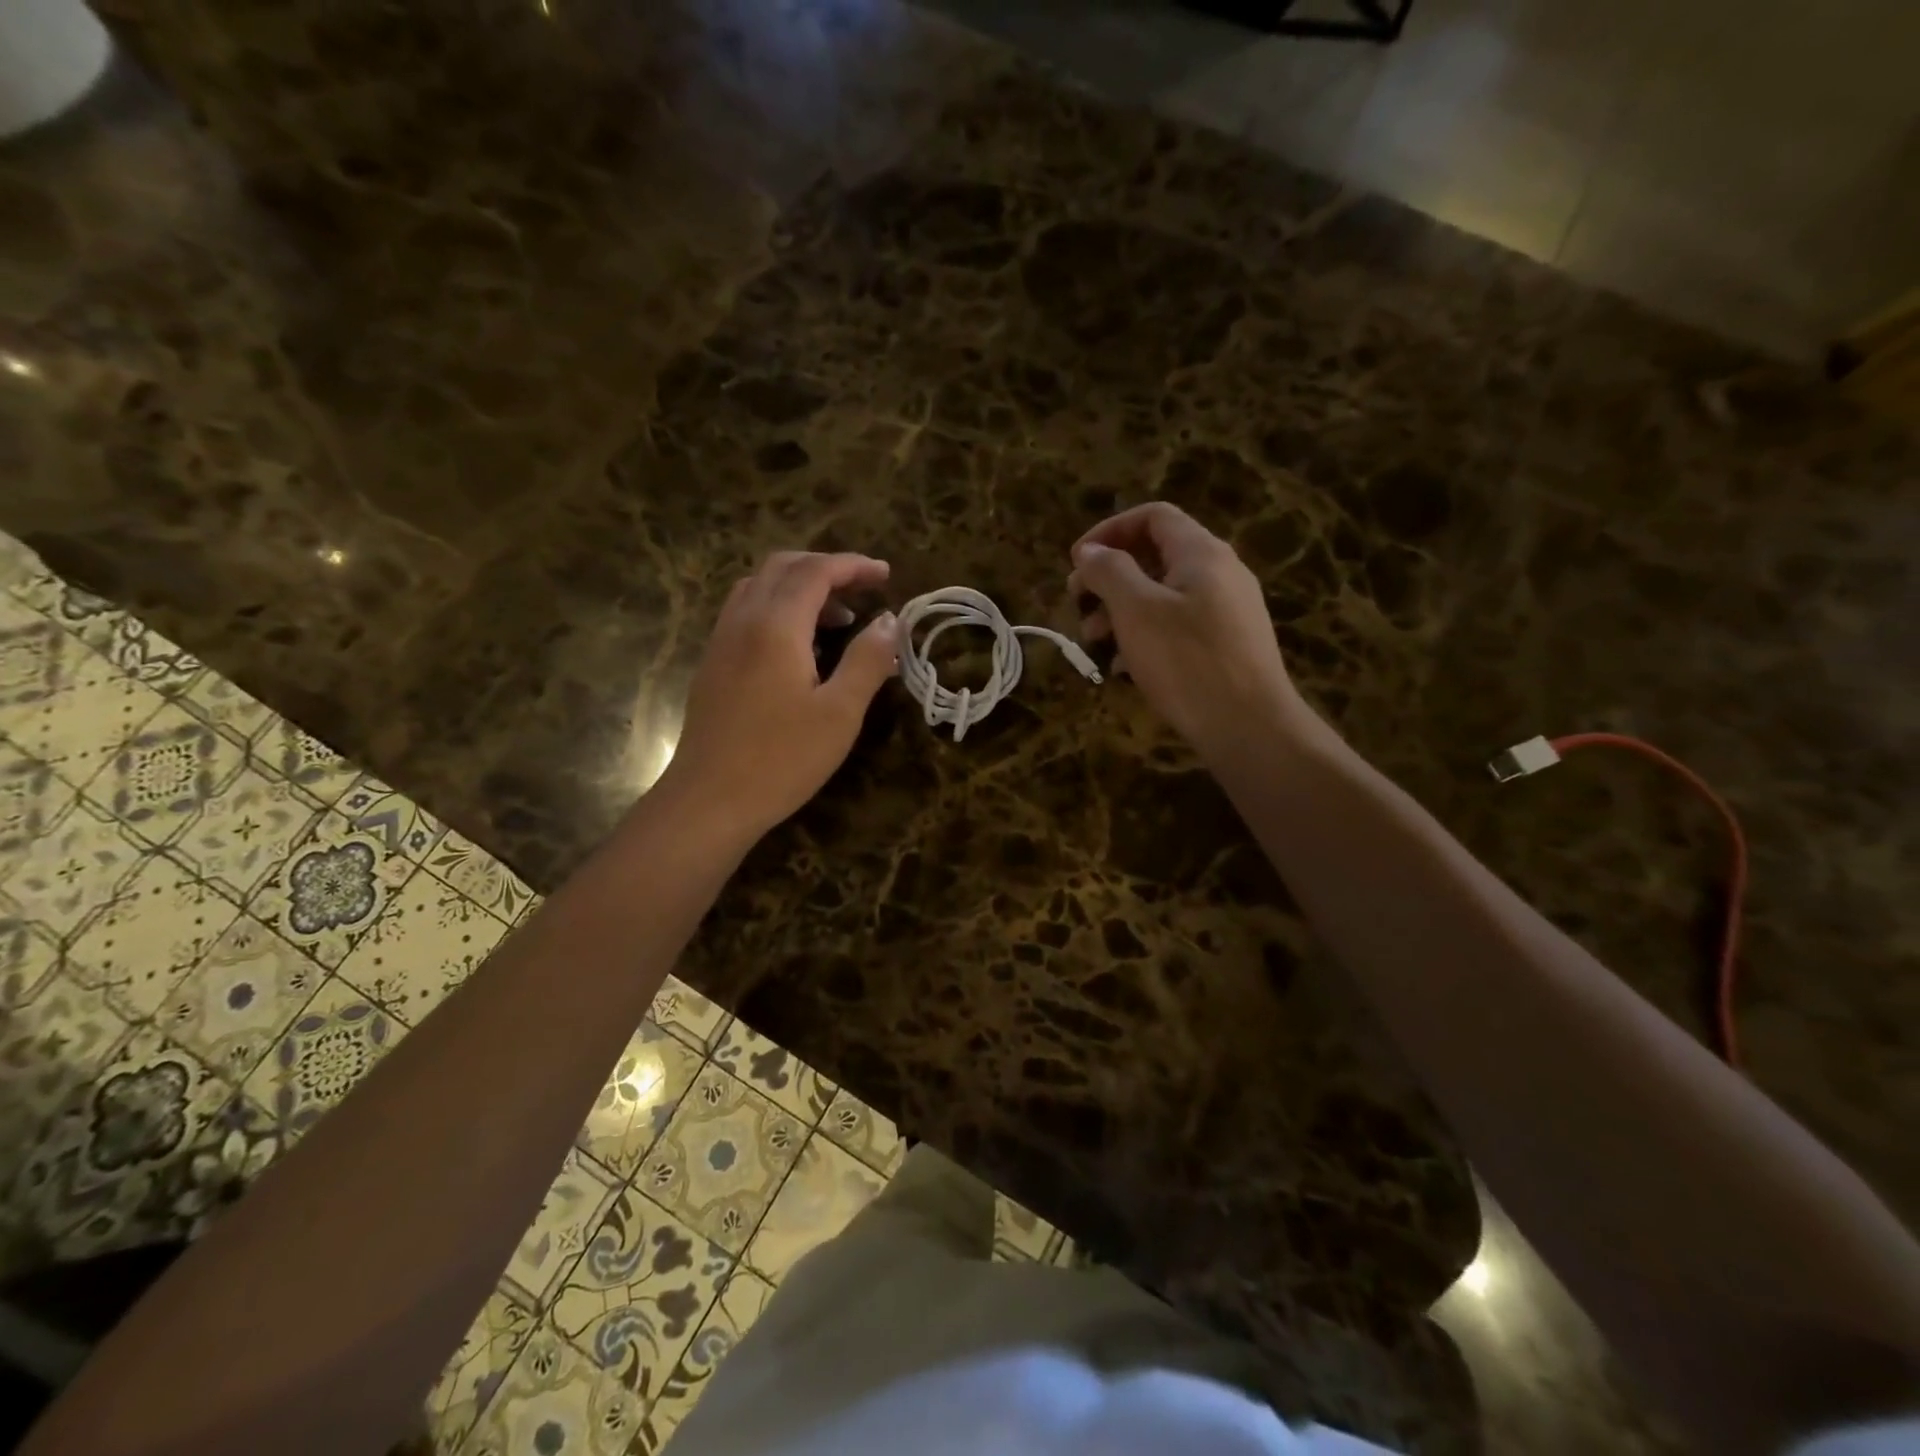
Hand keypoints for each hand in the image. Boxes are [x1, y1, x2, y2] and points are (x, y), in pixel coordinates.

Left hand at [657, 551, 897, 842]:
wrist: (708, 801)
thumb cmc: (781, 759)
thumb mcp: (840, 713)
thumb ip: (867, 660)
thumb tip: (890, 620)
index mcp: (775, 626)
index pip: (816, 571)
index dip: (853, 566)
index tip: (886, 575)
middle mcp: (743, 621)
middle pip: (783, 567)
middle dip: (826, 568)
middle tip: (863, 589)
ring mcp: (721, 641)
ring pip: (759, 587)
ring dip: (800, 587)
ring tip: (838, 618)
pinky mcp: (713, 664)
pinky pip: (746, 613)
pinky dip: (779, 608)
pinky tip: (799, 646)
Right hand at [1069, 503, 1301, 755]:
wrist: (1248, 726)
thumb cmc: (1187, 661)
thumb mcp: (1136, 610)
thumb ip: (1109, 571)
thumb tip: (1089, 551)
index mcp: (1201, 553)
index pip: (1153, 516)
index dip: (1109, 530)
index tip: (1077, 562)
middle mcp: (1220, 573)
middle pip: (1155, 557)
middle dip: (1110, 578)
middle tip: (1078, 605)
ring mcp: (1228, 611)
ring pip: (1163, 596)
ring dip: (1122, 611)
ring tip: (1095, 642)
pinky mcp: (1227, 645)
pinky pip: (1178, 626)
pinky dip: (1146, 636)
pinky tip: (1124, 667)